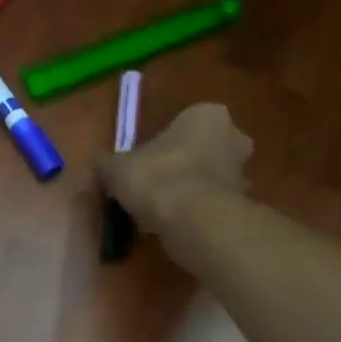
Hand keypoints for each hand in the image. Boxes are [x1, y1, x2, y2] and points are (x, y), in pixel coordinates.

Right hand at [98, 102, 252, 232]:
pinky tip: (171, 227)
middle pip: (201, 151)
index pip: (182, 124)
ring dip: (188, 192)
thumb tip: (98, 165)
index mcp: (206, 115)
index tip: (142, 165)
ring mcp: (242, 173)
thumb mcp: (116, 167)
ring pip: (208, 179)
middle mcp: (233, 137)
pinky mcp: (241, 207)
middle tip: (152, 188)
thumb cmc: (156, 176)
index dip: (160, 145)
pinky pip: (210, 205)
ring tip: (158, 213)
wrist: (191, 219)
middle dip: (181, 167)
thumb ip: (107, 163)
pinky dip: (194, 214)